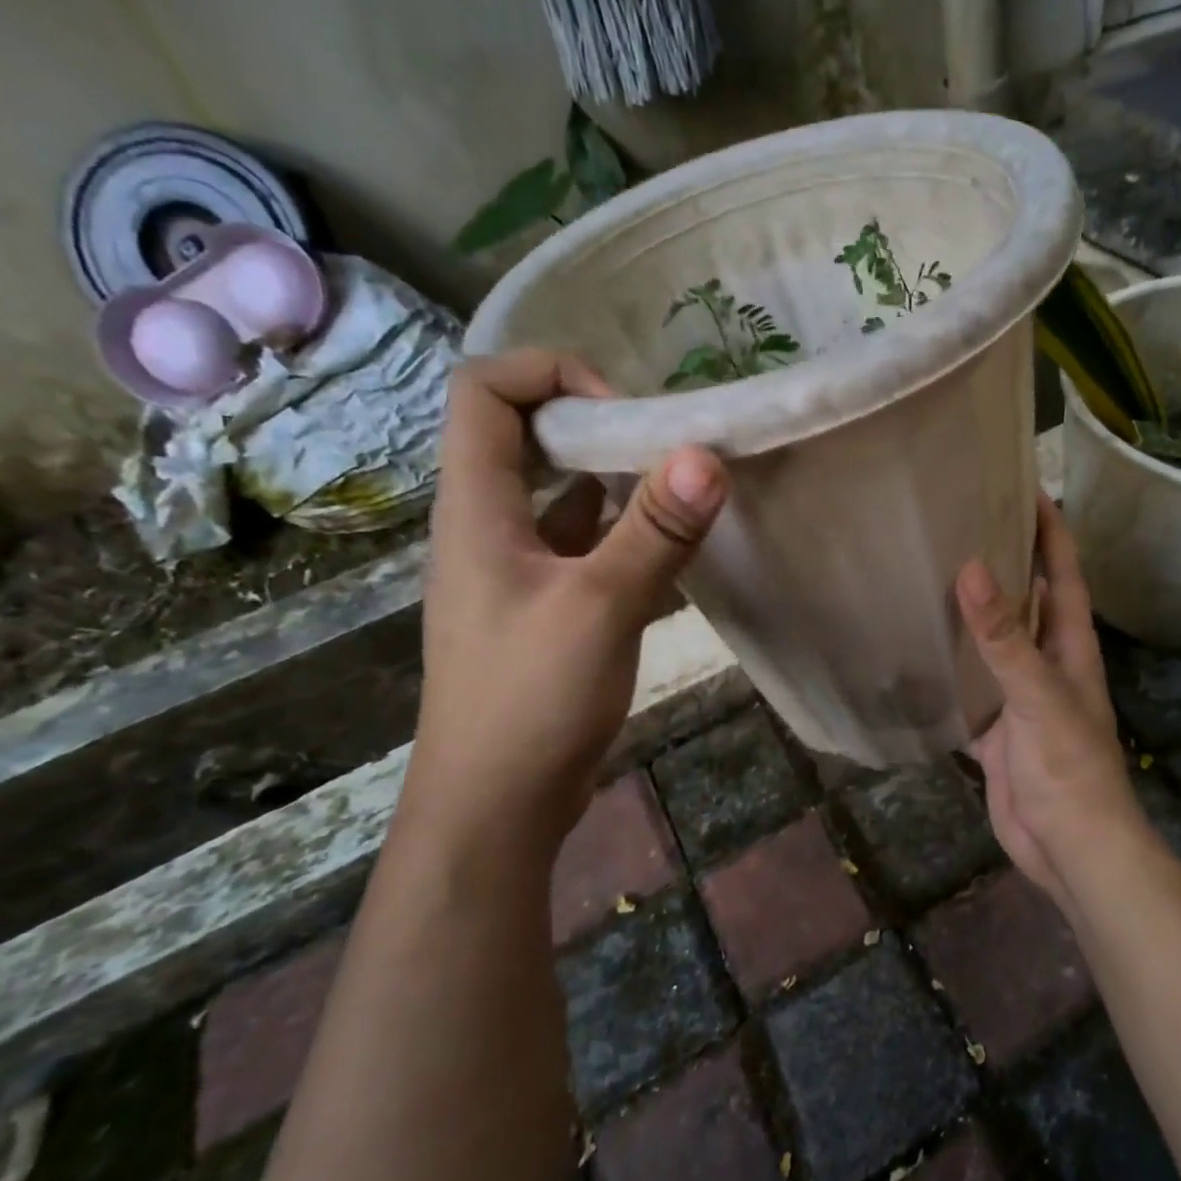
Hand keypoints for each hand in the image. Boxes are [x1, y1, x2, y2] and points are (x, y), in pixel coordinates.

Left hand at [406, 351, 728, 851]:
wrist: (495, 806)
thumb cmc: (531, 701)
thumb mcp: (600, 608)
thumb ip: (654, 531)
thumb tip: (705, 456)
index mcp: (475, 508)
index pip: (484, 391)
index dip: (551, 375)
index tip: (622, 412)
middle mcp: (485, 526)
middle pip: (520, 433)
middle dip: (592, 421)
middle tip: (661, 442)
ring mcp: (513, 567)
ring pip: (555, 491)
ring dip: (611, 476)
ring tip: (676, 482)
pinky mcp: (541, 604)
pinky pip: (579, 542)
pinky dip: (619, 527)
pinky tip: (667, 542)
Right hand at [956, 494, 1139, 909]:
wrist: (1070, 847)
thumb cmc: (1068, 767)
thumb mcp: (1038, 695)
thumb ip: (1003, 637)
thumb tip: (970, 568)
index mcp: (1068, 644)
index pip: (1061, 571)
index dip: (1048, 529)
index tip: (1023, 485)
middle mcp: (1045, 659)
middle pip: (1024, 597)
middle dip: (1002, 559)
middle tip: (959, 520)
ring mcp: (1017, 693)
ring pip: (992, 639)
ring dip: (969, 609)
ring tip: (928, 569)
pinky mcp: (993, 725)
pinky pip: (967, 682)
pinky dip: (947, 663)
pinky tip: (915, 644)